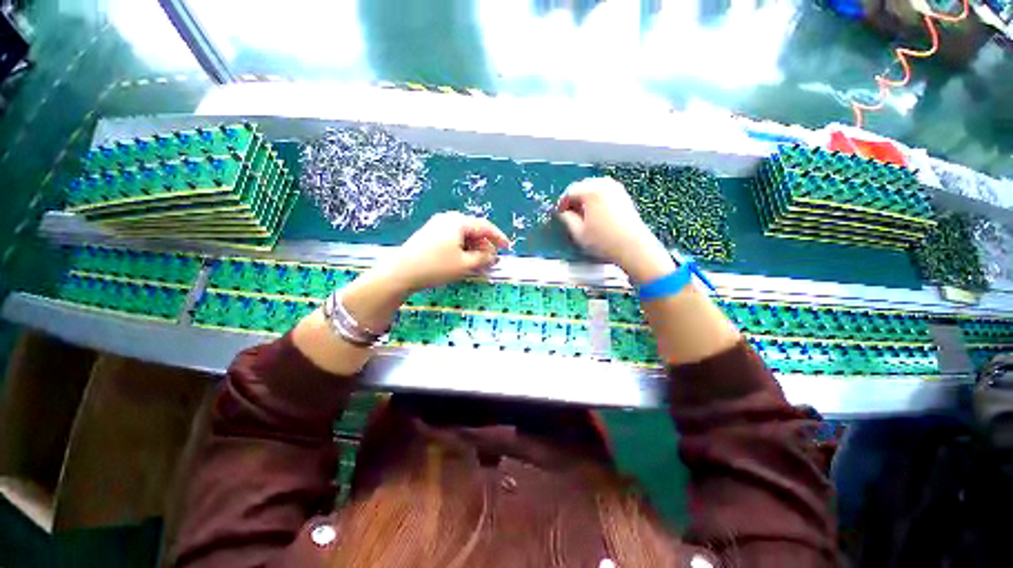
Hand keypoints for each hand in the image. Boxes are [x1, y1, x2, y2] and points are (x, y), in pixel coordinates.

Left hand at [381, 211, 510, 292]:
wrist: (401, 273)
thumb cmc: (436, 267)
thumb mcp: (465, 264)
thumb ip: (483, 258)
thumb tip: (492, 255)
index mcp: (458, 221)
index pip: (484, 226)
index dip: (498, 237)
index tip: (507, 248)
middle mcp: (447, 219)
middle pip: (473, 230)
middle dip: (485, 245)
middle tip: (491, 260)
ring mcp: (436, 226)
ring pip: (463, 235)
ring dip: (474, 248)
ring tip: (479, 262)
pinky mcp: (429, 234)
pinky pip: (453, 238)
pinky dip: (462, 248)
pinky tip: (463, 260)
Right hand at [557, 177, 674, 282]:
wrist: (633, 246)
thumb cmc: (604, 241)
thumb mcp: (579, 232)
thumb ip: (566, 219)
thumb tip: (561, 212)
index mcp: (591, 191)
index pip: (569, 191)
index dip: (561, 203)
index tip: (559, 213)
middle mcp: (604, 184)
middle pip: (581, 187)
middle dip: (573, 199)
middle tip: (568, 214)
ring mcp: (616, 188)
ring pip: (592, 188)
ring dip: (584, 199)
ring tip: (581, 216)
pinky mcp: (623, 195)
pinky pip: (603, 192)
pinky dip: (595, 200)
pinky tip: (594, 214)